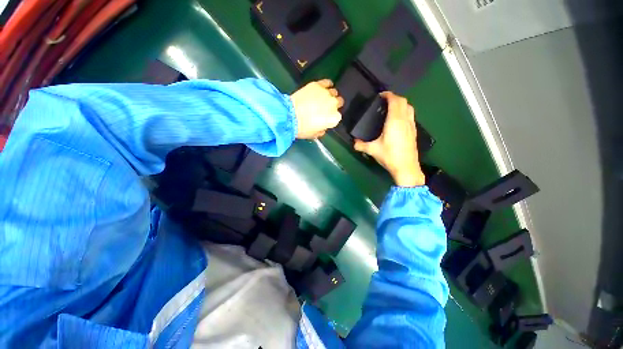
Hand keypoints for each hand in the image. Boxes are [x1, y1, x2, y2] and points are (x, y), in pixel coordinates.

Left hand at [291, 79, 343, 138]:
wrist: (290, 116)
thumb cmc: (303, 128)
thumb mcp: (314, 134)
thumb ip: (321, 130)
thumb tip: (322, 128)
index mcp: (334, 118)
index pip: (337, 117)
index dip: (331, 117)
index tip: (325, 118)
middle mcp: (333, 104)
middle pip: (339, 102)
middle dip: (333, 105)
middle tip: (325, 108)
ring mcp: (326, 93)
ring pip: (334, 92)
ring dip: (330, 95)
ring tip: (322, 98)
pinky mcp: (318, 85)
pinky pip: (327, 82)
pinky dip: (327, 85)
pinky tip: (323, 87)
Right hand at [354, 92, 424, 186]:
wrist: (406, 167)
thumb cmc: (389, 156)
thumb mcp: (372, 150)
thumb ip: (361, 145)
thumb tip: (354, 142)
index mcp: (394, 121)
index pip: (395, 101)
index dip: (389, 95)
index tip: (381, 95)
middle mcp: (405, 120)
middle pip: (403, 101)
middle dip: (395, 98)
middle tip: (384, 101)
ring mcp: (411, 125)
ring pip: (409, 107)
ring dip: (401, 104)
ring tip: (391, 109)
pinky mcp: (414, 131)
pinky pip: (411, 115)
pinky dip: (405, 111)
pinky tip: (397, 120)